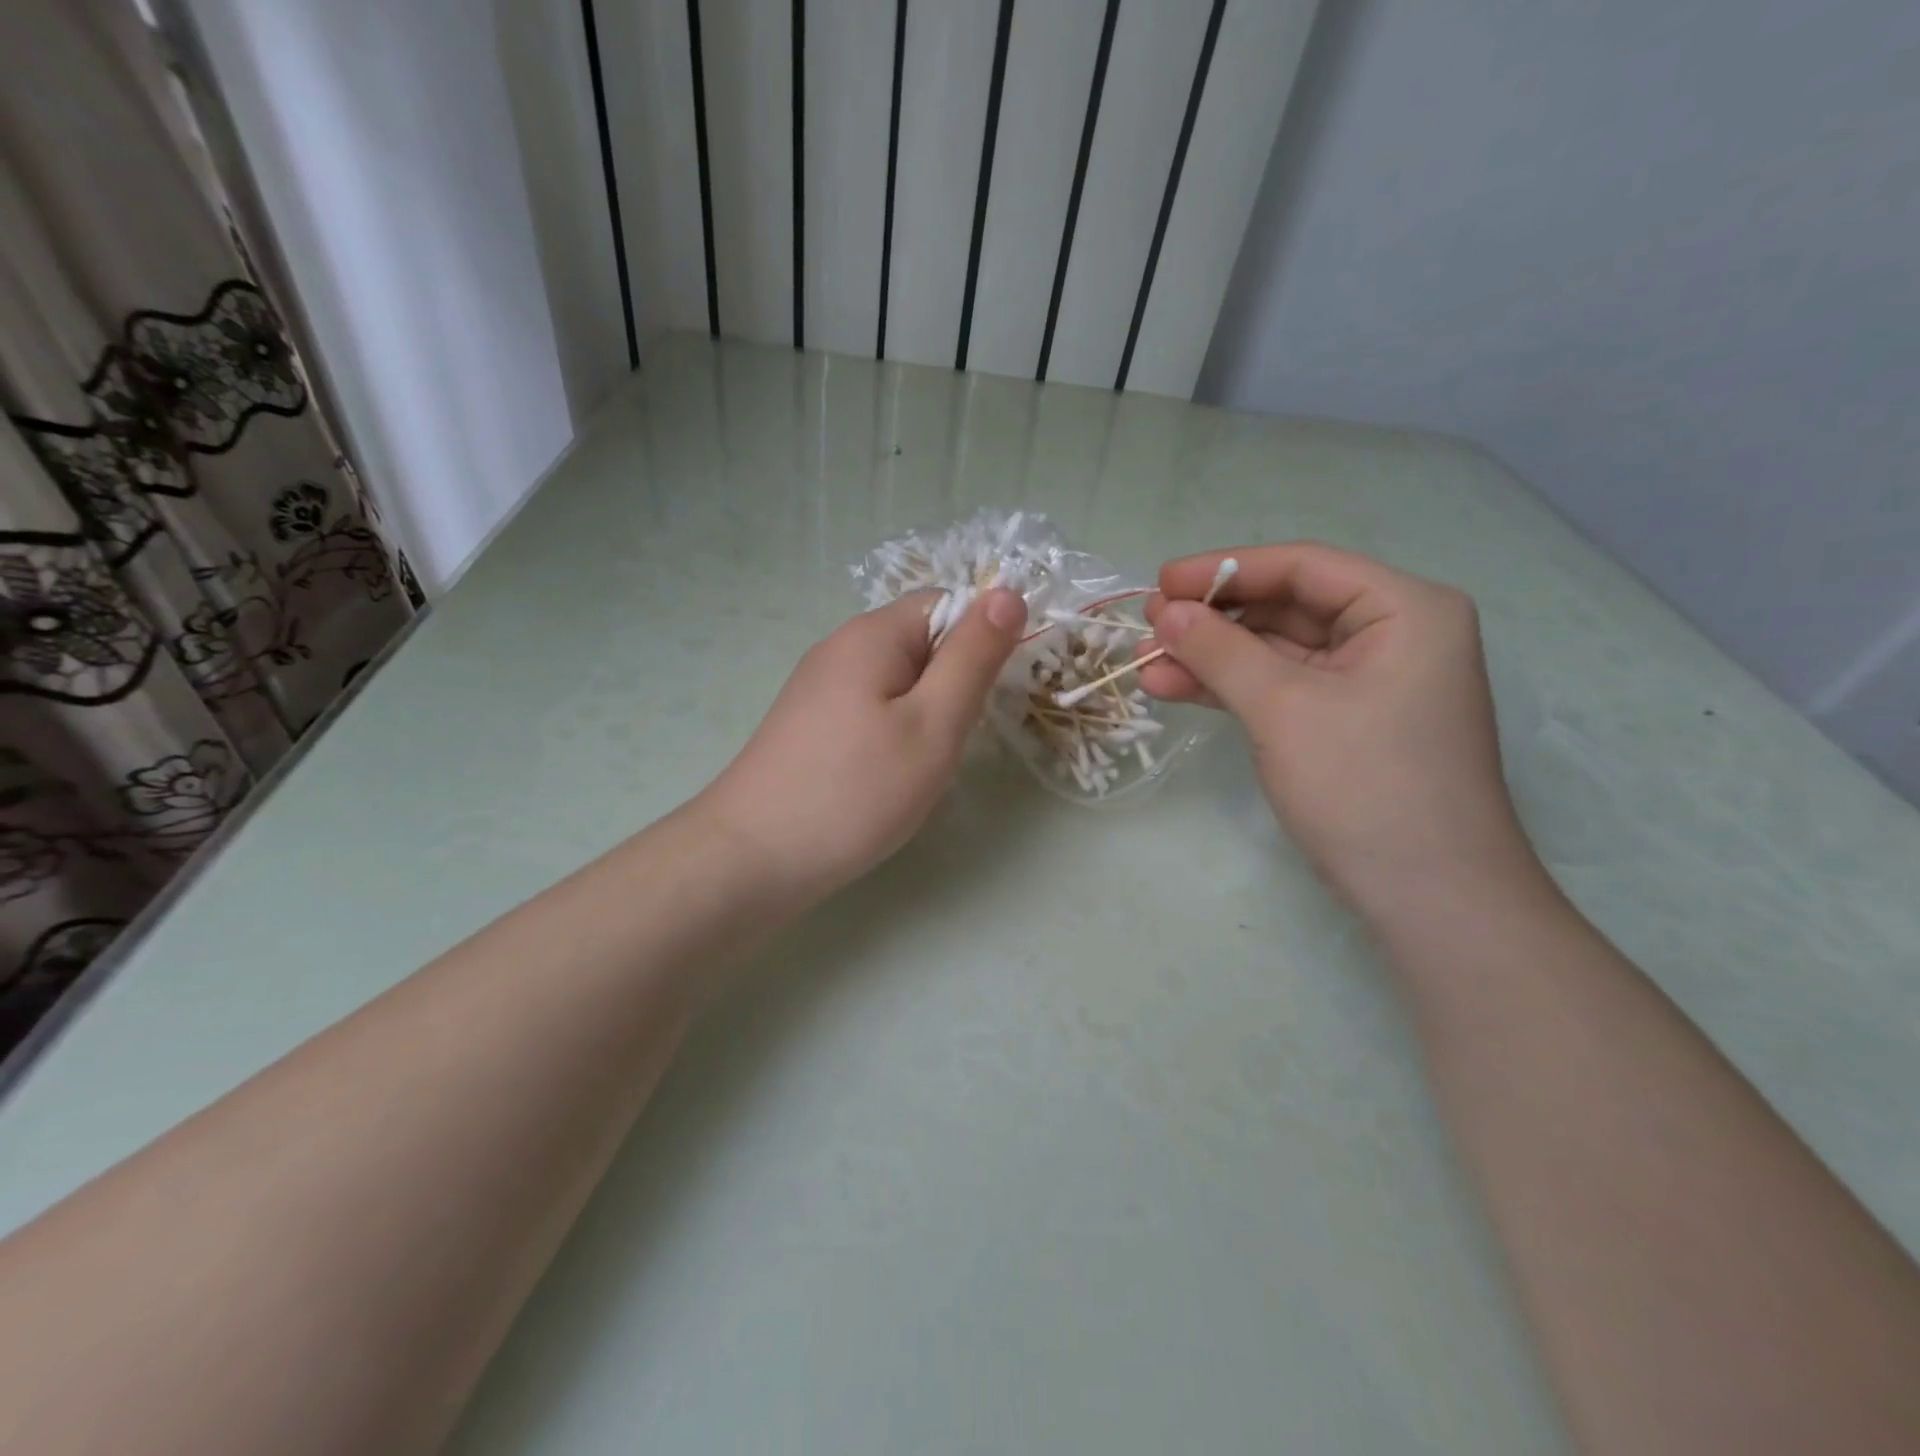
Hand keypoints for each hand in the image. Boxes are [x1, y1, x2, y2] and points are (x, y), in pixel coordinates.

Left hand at [697, 588, 1026, 904]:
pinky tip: (884, 775)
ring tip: (917, 765)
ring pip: (898, 681)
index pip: (947, 604)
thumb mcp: (933, 723)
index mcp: (872, 634)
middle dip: (951, 685)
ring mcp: (818, 686)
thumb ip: (973, 658)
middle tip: (950, 741)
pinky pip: (870, 708)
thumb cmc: (856, 790)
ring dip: (923, 714)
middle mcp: (840, 647)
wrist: (753, 857)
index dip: (979, 641)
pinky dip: (892, 733)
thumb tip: (1009, 594)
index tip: (987, 697)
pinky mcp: (809, 722)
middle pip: (921, 643)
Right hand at [1141, 543, 1537, 906]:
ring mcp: (1368, 682)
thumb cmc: (1366, 786)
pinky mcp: (1345, 721)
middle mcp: (1392, 634)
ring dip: (1212, 657)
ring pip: (1276, 651)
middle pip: (1287, 607)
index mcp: (1404, 610)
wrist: (1430, 899)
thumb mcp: (1284, 708)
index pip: (1303, 567)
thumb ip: (1221, 651)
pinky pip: (1281, 687)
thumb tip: (1165, 612)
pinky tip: (1177, 688)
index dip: (1225, 569)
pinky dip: (1231, 688)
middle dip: (1214, 619)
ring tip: (1147, 665)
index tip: (1160, 582)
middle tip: (1148, 627)